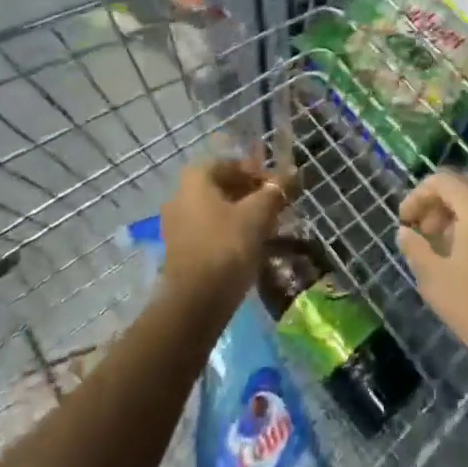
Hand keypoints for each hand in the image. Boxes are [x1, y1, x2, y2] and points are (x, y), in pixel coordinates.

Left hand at [159, 159, 293, 303]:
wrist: (196, 302)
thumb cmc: (227, 246)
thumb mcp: (257, 215)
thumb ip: (274, 191)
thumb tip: (290, 174)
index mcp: (195, 180)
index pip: (230, 164)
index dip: (257, 172)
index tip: (277, 187)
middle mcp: (180, 196)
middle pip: (222, 187)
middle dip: (251, 194)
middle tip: (276, 207)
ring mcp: (177, 225)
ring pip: (217, 210)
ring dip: (243, 214)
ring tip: (269, 227)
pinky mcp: (181, 250)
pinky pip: (209, 230)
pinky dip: (230, 232)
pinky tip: (251, 245)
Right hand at [398, 168, 467, 394]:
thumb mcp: (435, 279)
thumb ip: (416, 248)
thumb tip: (405, 232)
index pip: (442, 181)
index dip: (417, 196)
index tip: (404, 221)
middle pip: (466, 186)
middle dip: (440, 203)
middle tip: (423, 231)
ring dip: (461, 214)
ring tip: (445, 245)